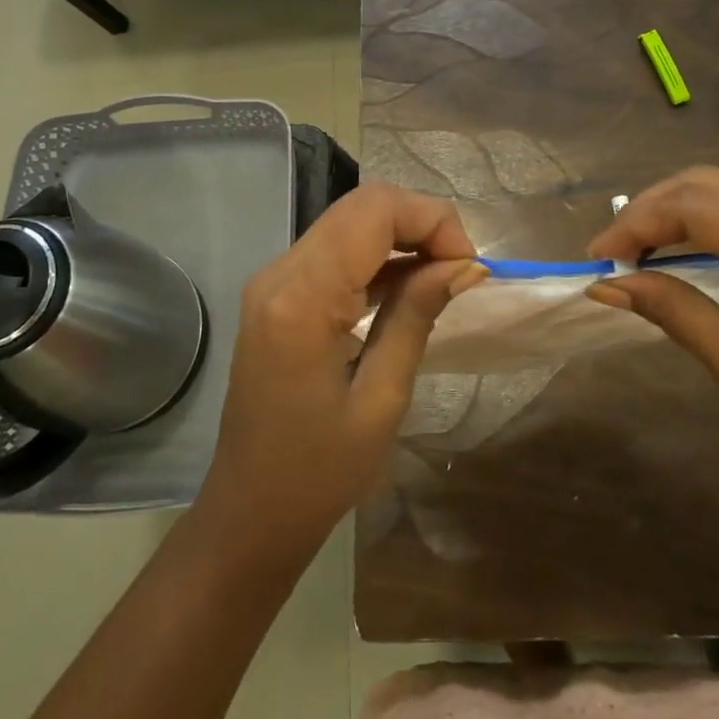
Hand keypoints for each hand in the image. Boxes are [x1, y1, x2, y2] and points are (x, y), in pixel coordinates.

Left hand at [202, 184, 484, 555]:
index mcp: (302, 298)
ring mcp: (273, 280)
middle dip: (421, 224)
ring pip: (350, 222)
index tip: (468, 267)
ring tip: (442, 280)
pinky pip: (335, 251)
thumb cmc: (319, 472)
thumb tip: (465, 265)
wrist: (250, 512)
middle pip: (361, 206)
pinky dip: (377, 256)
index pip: (374, 211)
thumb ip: (417, 316)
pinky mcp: (277, 293)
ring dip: (402, 237)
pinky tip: (407, 288)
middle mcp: (280, 272)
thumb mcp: (382, 399)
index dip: (432, 220)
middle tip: (460, 272)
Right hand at [586, 167, 718, 493]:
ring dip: (673, 209)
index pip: (700, 209)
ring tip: (635, 248)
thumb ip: (673, 311)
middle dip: (650, 210)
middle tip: (611, 252)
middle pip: (711, 184)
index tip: (596, 257)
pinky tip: (679, 243)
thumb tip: (606, 284)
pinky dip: (704, 216)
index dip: (638, 224)